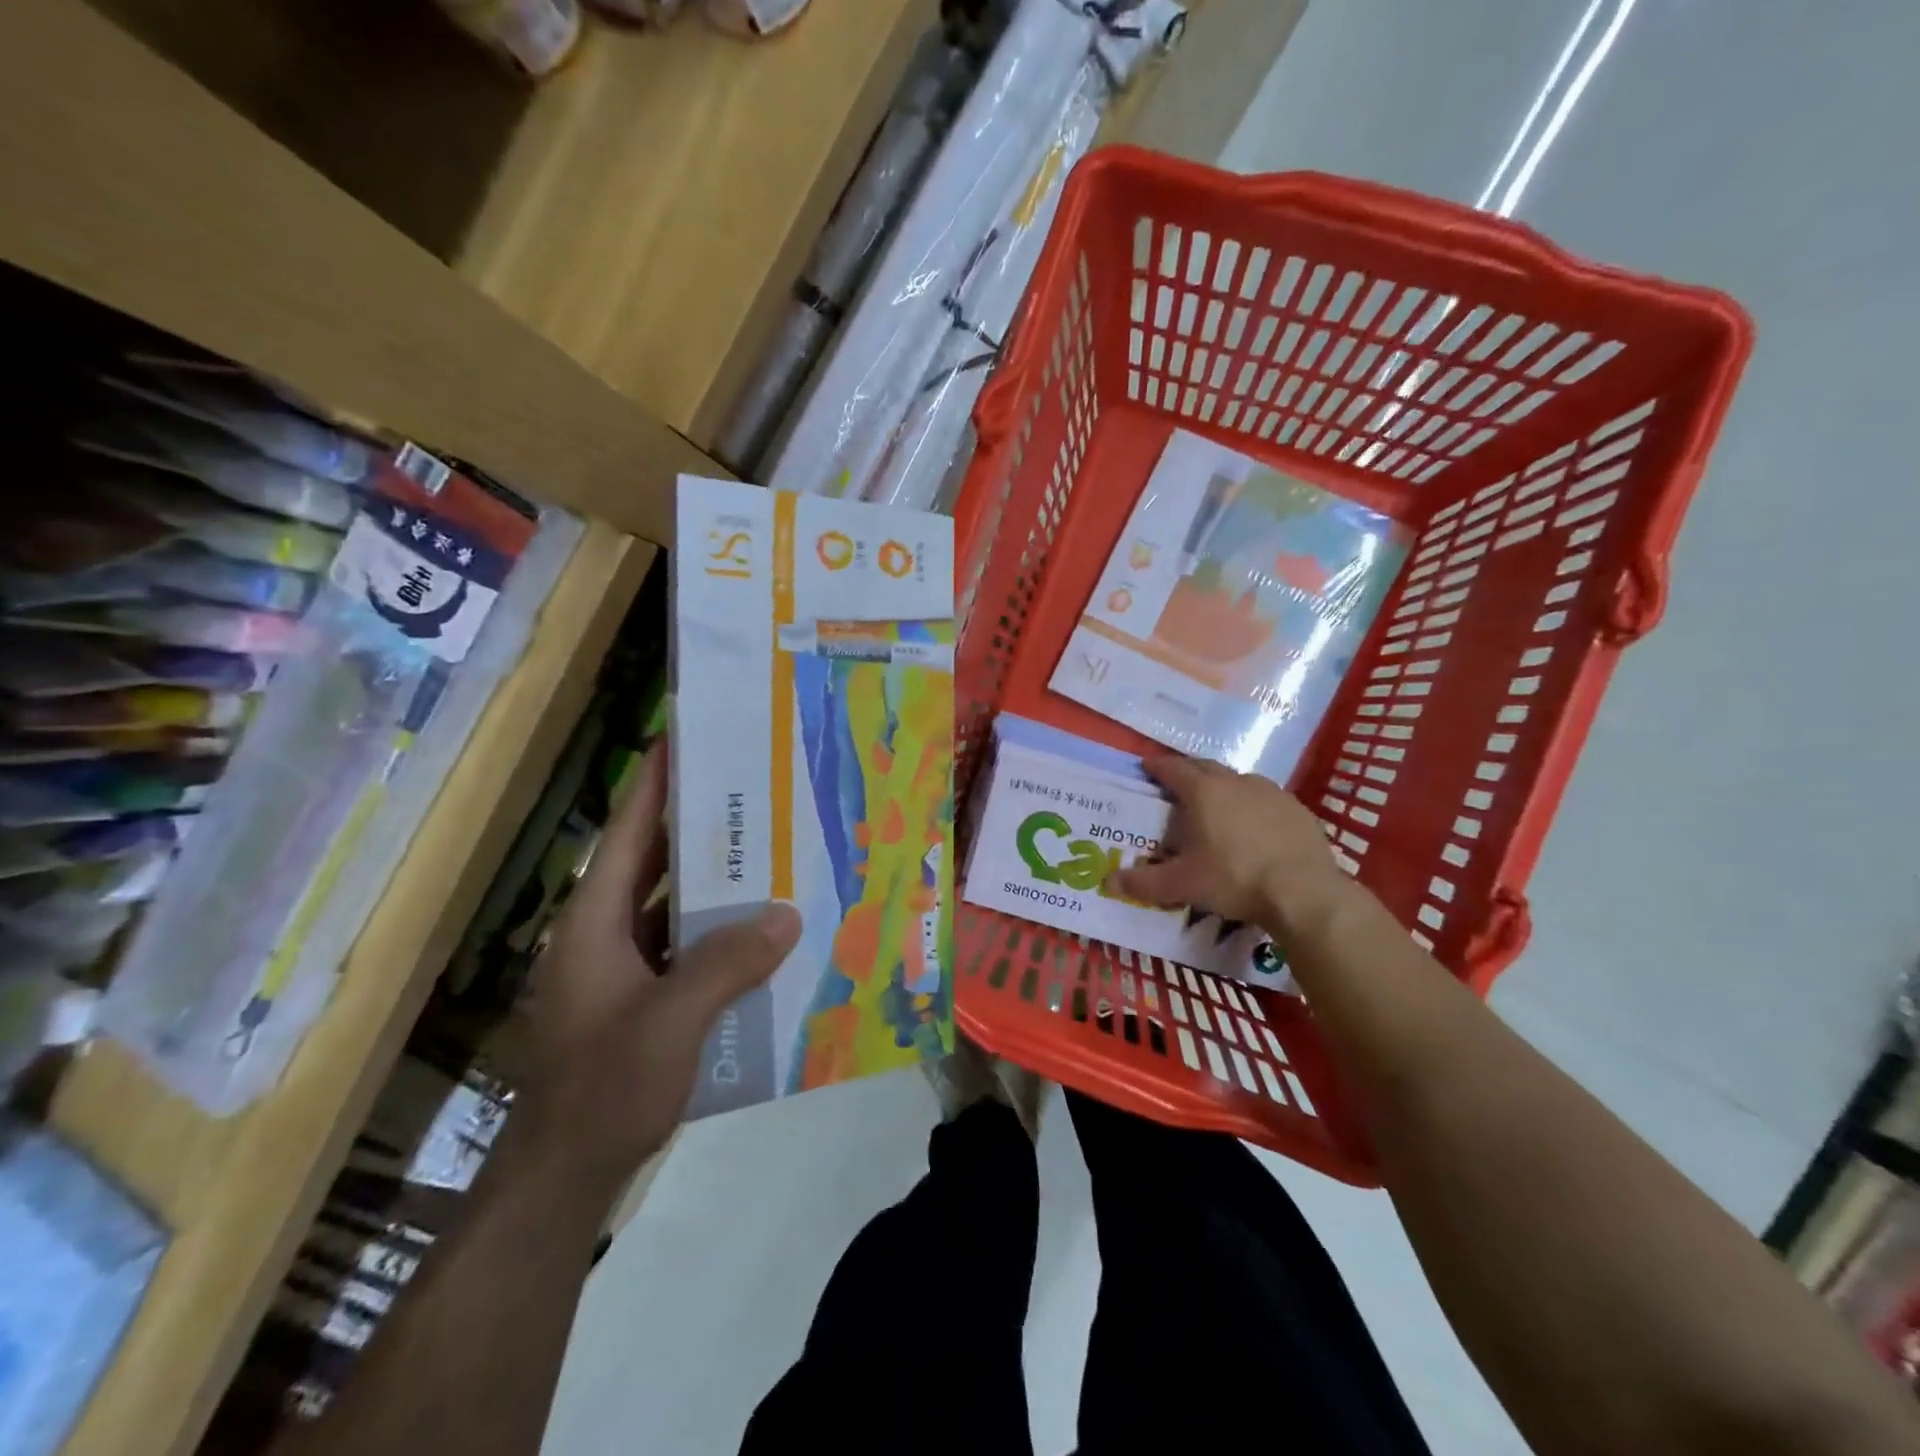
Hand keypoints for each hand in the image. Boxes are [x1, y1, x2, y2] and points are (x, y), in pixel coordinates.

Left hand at [512, 745, 800, 1196]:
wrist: (565, 1176)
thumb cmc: (604, 1089)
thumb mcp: (669, 1023)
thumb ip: (726, 964)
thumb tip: (786, 914)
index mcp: (593, 921)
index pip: (627, 832)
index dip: (655, 782)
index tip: (687, 738)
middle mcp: (603, 932)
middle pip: (653, 860)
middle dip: (700, 823)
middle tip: (754, 788)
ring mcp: (621, 967)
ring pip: (673, 904)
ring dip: (716, 880)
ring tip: (771, 848)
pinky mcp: (641, 996)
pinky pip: (685, 945)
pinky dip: (720, 930)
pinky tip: (763, 928)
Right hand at [1111, 755, 1347, 935]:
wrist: (1304, 892)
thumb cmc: (1234, 879)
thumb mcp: (1182, 885)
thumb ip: (1144, 883)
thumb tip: (1109, 883)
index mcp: (1203, 791)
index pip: (1172, 768)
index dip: (1157, 767)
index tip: (1147, 768)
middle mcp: (1236, 781)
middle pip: (1205, 767)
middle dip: (1188, 772)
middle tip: (1176, 787)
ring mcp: (1271, 792)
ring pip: (1238, 781)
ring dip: (1222, 788)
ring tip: (1215, 809)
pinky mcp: (1297, 809)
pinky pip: (1266, 799)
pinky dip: (1252, 806)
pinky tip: (1253, 829)